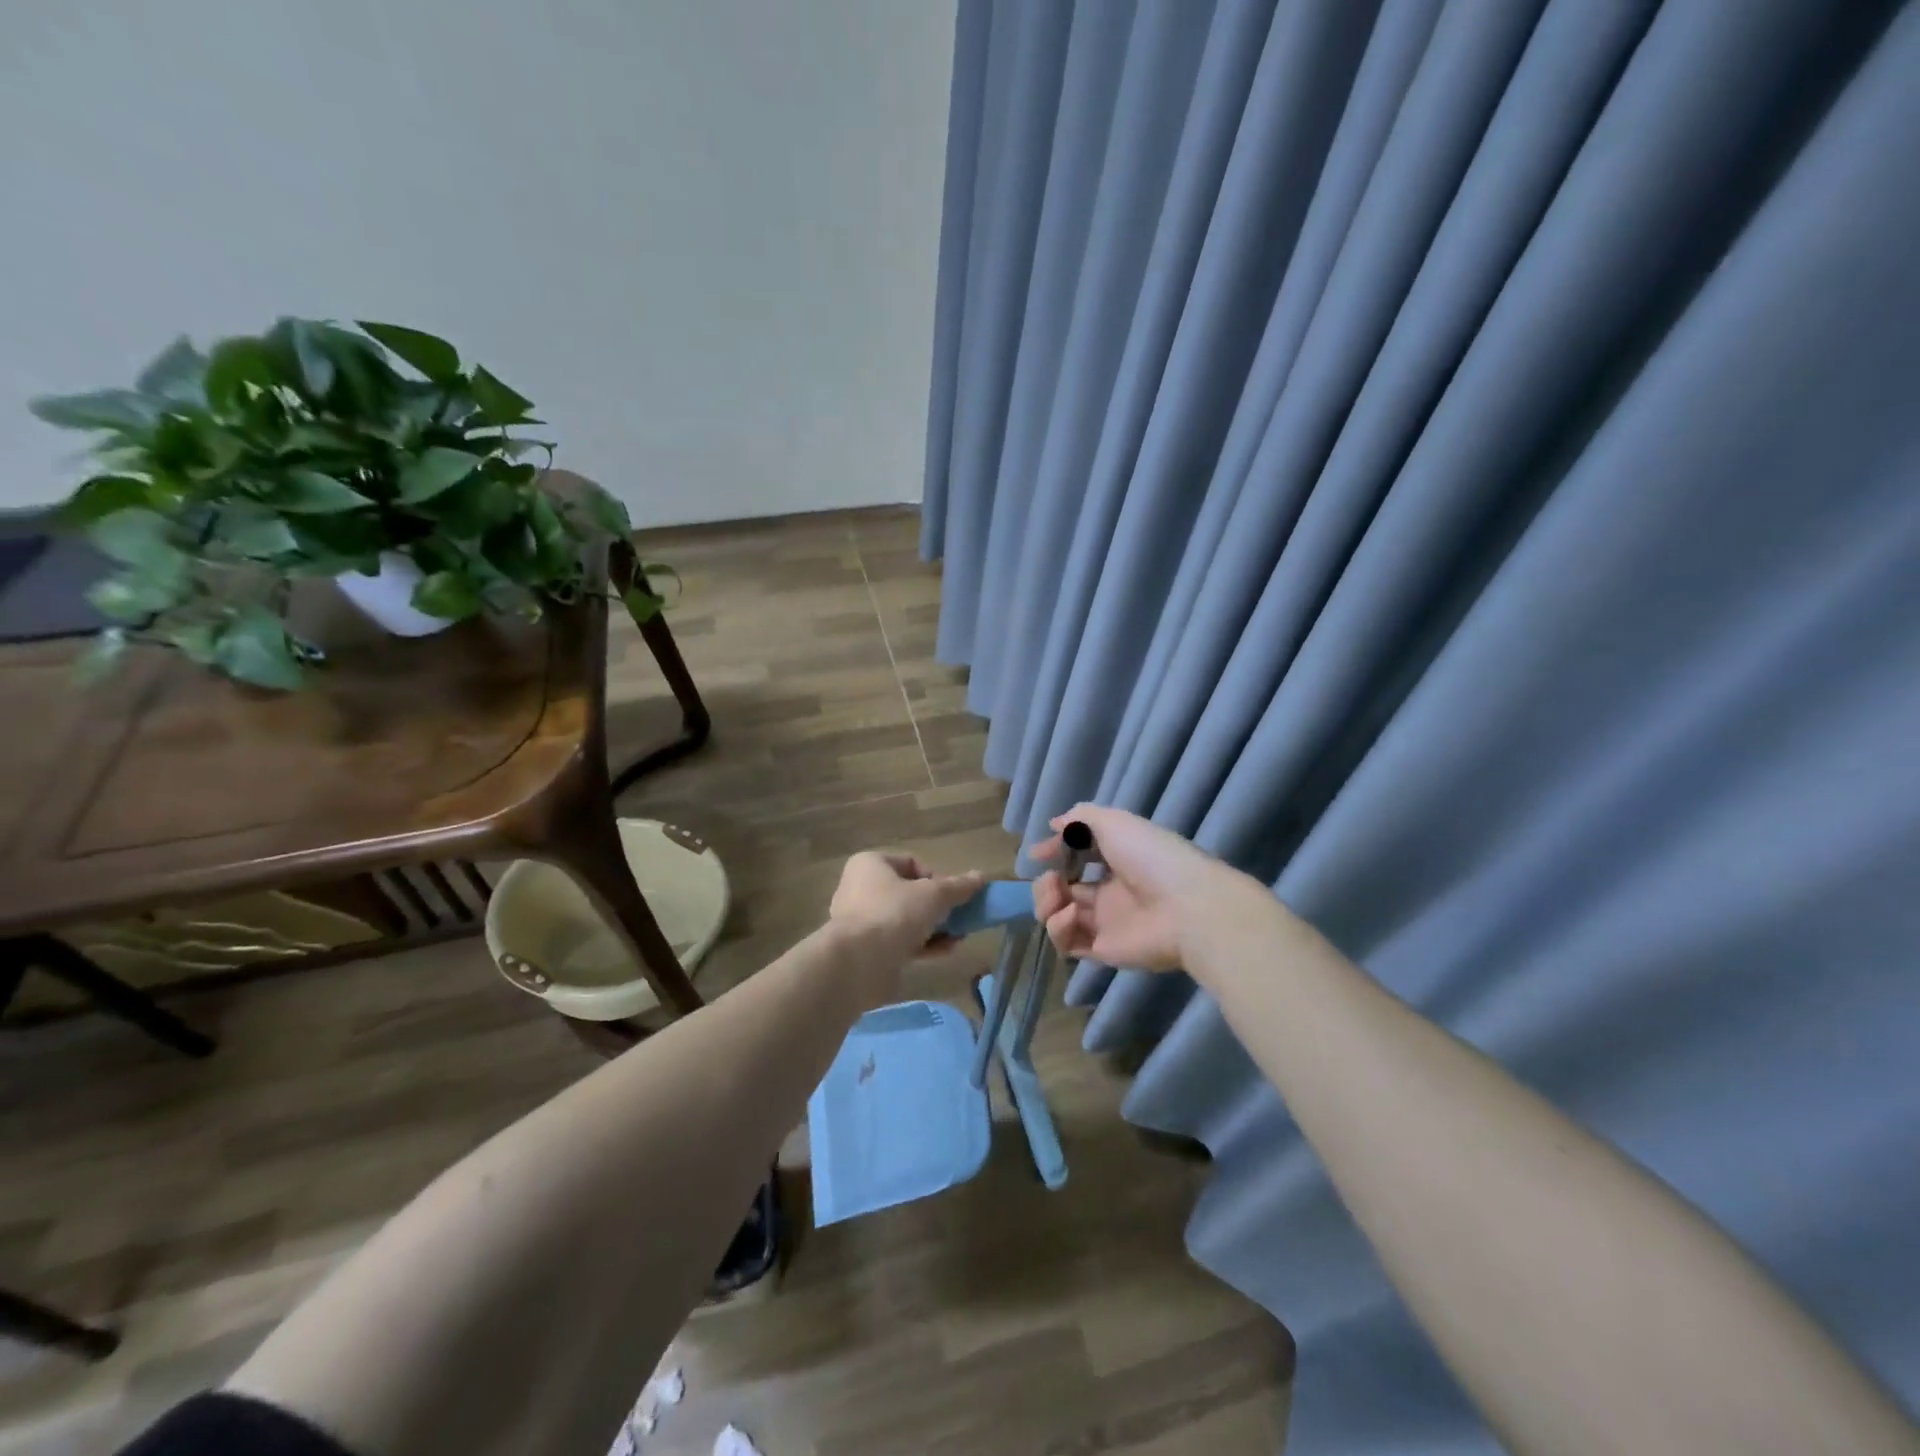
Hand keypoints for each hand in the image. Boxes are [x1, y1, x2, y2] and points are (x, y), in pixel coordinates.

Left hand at [829, 853, 983, 967]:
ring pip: (906, 919)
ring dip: (934, 927)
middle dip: (938, 907)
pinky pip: (899, 941)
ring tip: (958, 938)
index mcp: (869, 864)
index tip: (952, 895)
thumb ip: (958, 886)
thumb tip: (980, 876)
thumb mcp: (933, 895)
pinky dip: (922, 945)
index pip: (911, 863)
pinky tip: (945, 952)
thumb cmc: (894, 914)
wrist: (858, 963)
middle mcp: (861, 888)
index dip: (936, 878)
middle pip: (909, 893)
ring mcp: (862, 921)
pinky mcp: (866, 950)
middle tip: (958, 918)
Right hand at [1030, 805, 1254, 970]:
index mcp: (1117, 860)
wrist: (1187, 907)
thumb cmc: (1152, 857)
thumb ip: (1080, 819)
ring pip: (1059, 916)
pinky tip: (1069, 915)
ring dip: (1046, 903)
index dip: (1056, 853)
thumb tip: (1054, 825)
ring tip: (1058, 896)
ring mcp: (1105, 923)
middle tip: (1052, 879)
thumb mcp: (1115, 822)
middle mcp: (1109, 892)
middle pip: (1063, 889)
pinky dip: (1058, 929)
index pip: (1078, 857)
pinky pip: (1067, 943)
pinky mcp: (1102, 950)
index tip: (1037, 853)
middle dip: (1046, 882)